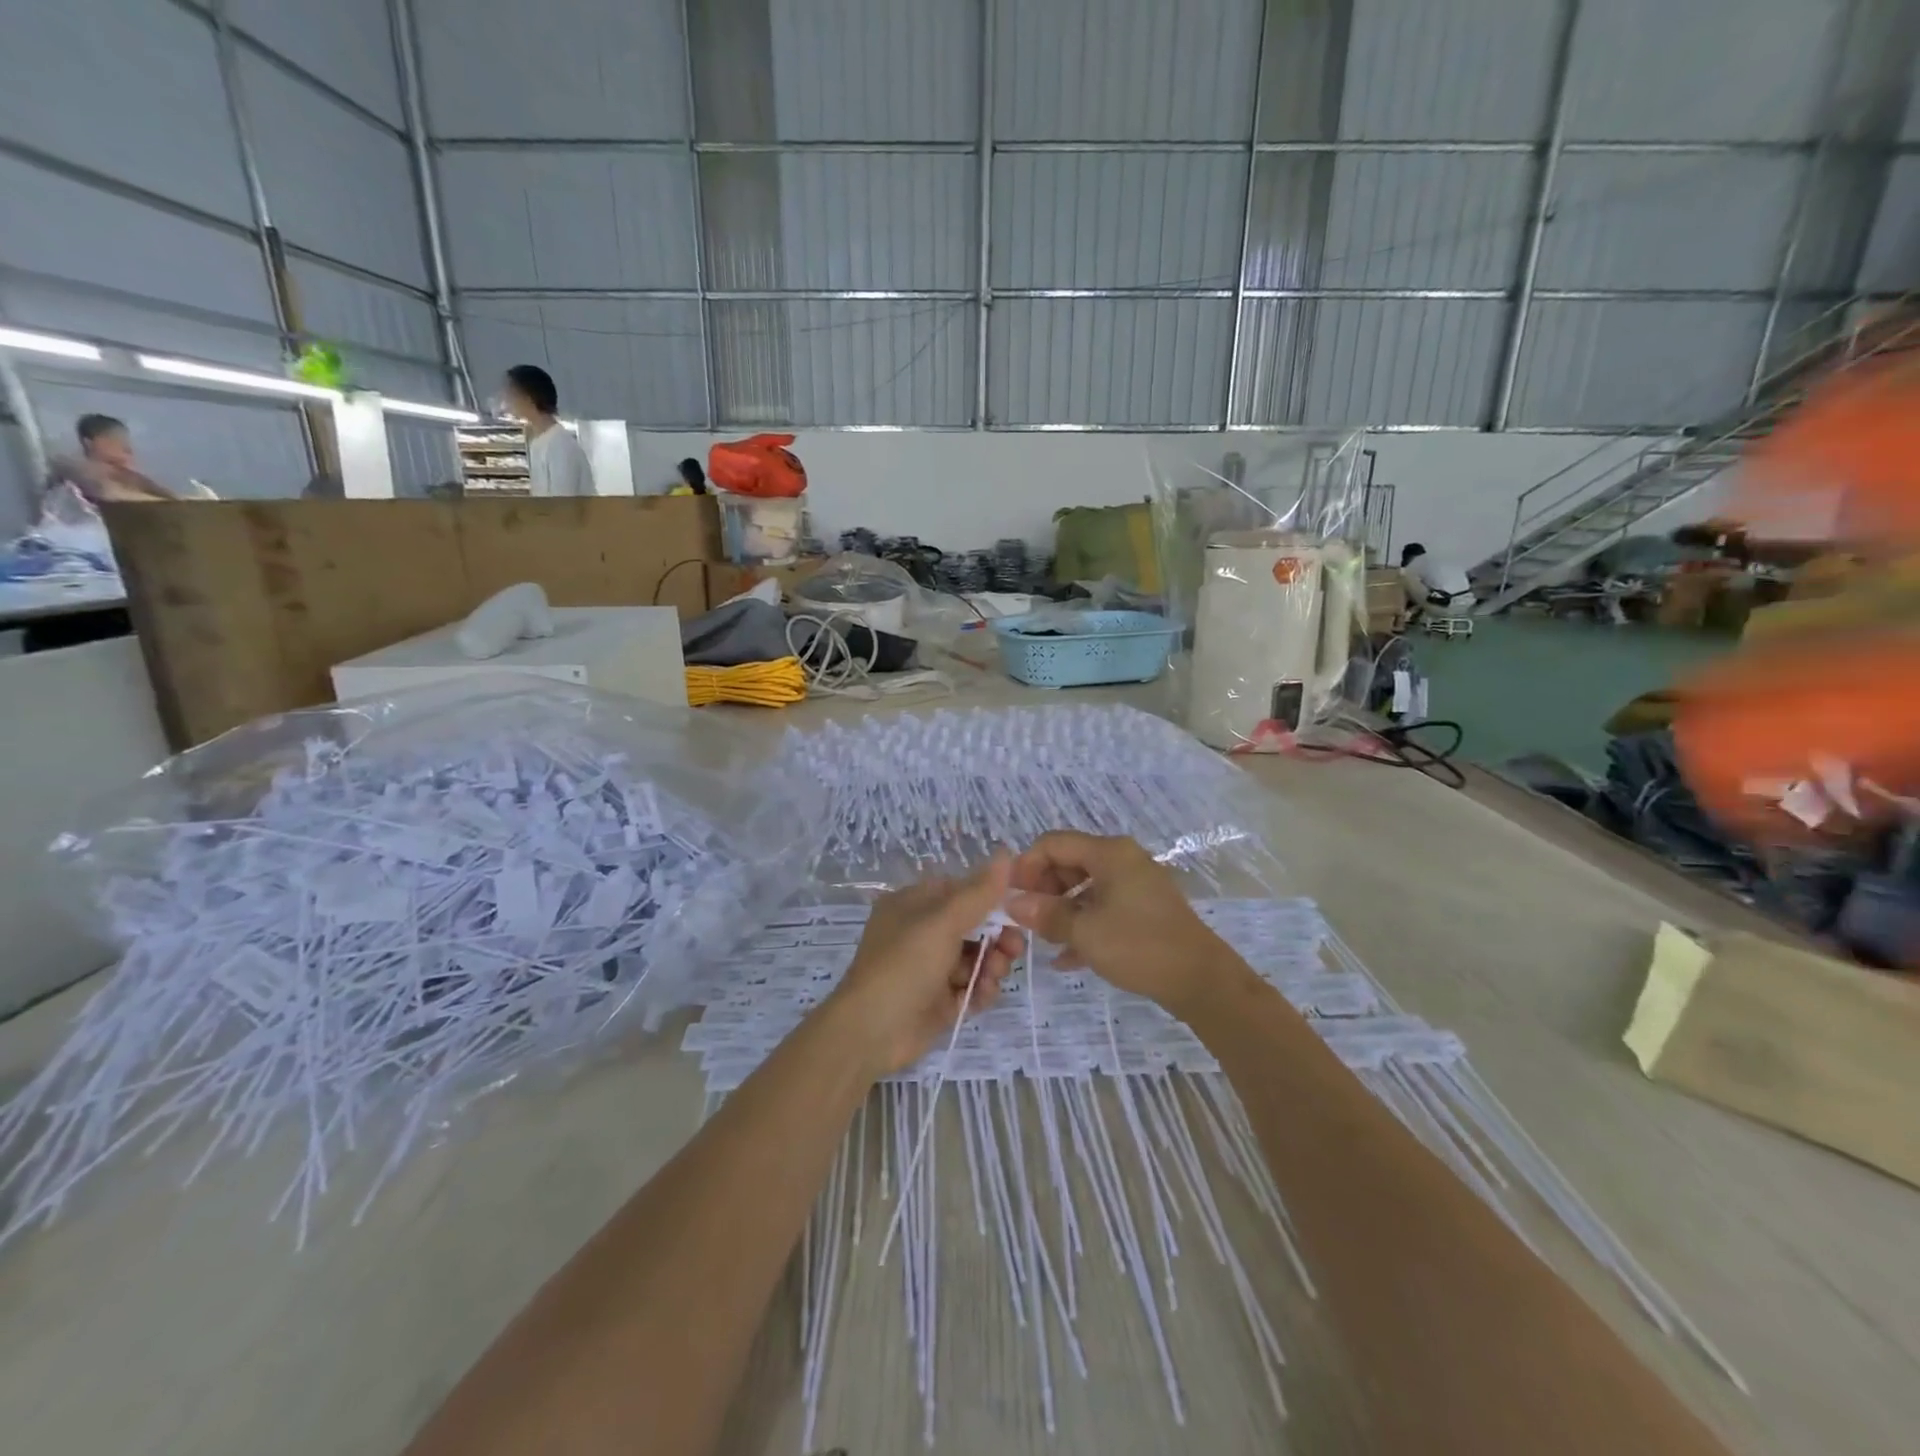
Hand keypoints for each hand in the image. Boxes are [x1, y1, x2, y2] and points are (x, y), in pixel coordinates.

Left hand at [825, 854, 1023, 1076]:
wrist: (871, 1032)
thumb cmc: (904, 965)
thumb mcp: (942, 921)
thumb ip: (978, 891)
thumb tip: (1006, 852)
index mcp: (914, 904)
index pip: (961, 891)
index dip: (990, 899)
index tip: (1017, 909)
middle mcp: (921, 932)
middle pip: (973, 926)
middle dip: (996, 937)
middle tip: (1012, 950)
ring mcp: (929, 968)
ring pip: (975, 958)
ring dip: (991, 965)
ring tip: (993, 976)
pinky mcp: (938, 1000)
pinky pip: (970, 987)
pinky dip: (980, 990)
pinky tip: (982, 995)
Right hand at [1007, 833, 1243, 1012]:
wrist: (1201, 980)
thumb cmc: (1139, 946)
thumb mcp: (1085, 931)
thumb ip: (1046, 914)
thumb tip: (1012, 903)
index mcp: (1109, 853)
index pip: (1053, 843)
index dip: (1026, 866)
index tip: (1009, 896)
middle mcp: (1122, 860)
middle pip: (1068, 862)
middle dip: (1043, 890)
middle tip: (1024, 920)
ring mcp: (1135, 884)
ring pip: (1085, 888)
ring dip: (1061, 911)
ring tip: (1042, 940)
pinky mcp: (1144, 909)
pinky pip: (1103, 908)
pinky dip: (1083, 925)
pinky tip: (1065, 958)